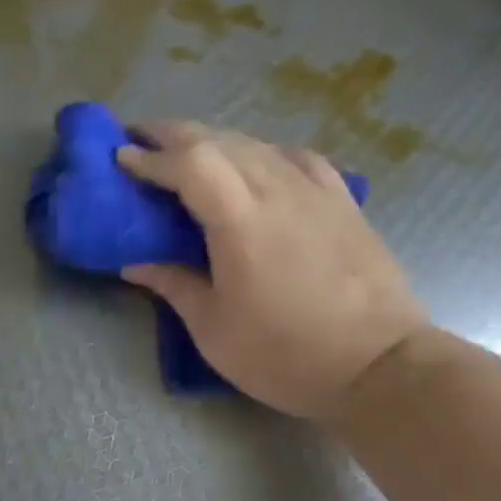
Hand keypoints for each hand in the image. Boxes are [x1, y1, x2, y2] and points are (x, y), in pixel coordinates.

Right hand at [117, 121, 427, 425]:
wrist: (379, 366)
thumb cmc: (285, 354)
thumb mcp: (213, 330)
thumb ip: (173, 284)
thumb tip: (134, 263)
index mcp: (240, 220)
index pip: (188, 164)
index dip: (150, 156)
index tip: (121, 157)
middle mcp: (277, 190)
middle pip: (219, 140)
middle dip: (174, 134)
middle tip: (141, 139)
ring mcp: (315, 191)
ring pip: (256, 144)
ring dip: (214, 140)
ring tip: (189, 152)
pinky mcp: (343, 201)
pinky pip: (295, 158)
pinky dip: (264, 152)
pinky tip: (259, 164)